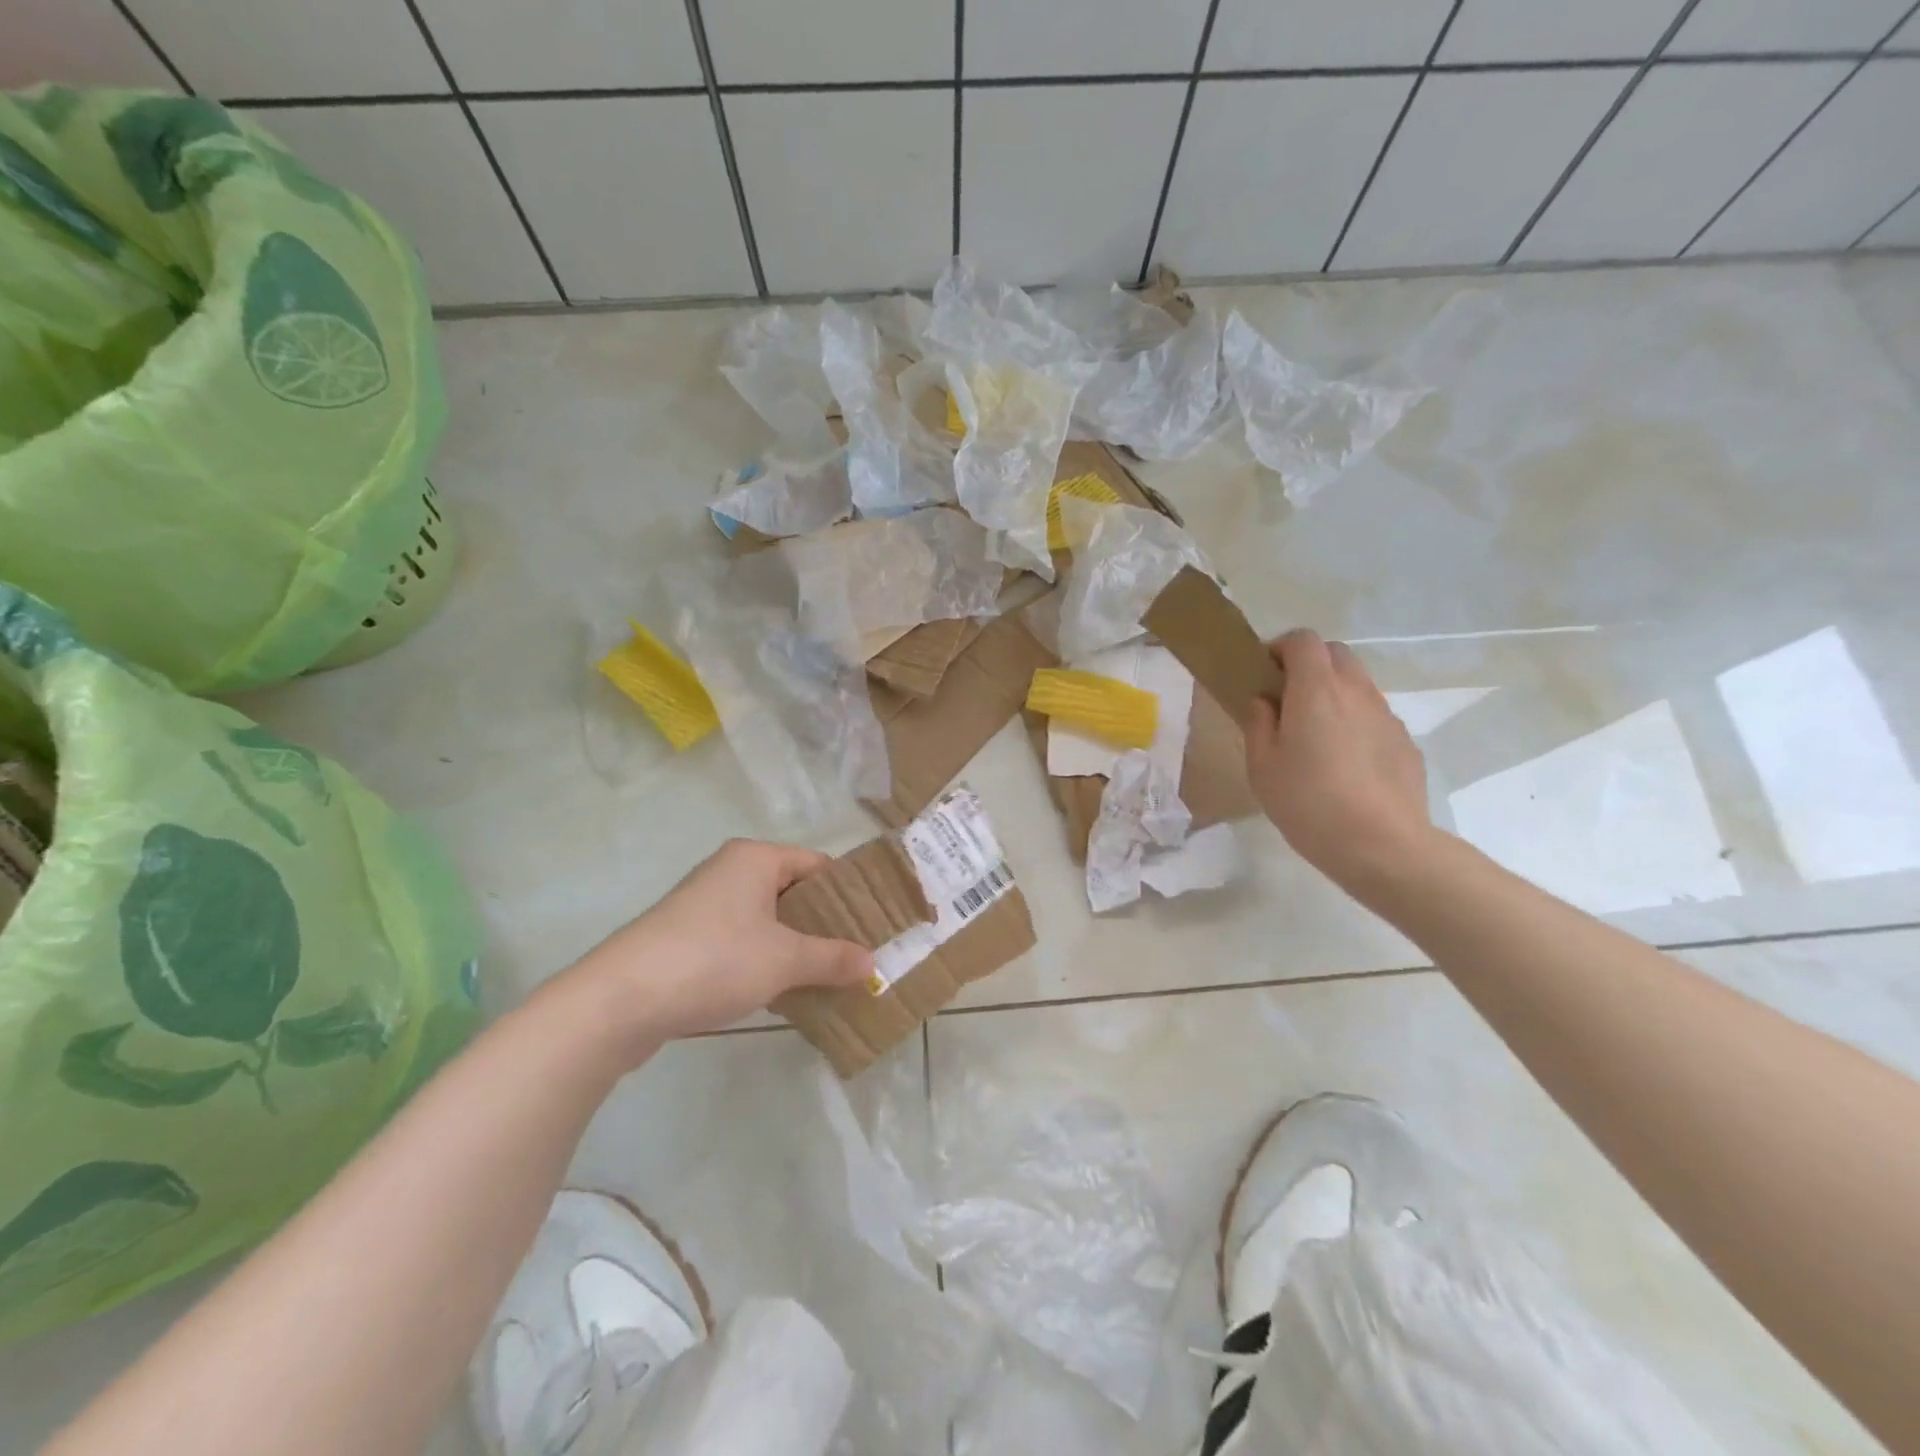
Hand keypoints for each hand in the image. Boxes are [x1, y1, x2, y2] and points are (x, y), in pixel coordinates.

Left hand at [553, 839, 872, 1058]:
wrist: (620, 1000)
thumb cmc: (714, 960)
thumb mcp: (784, 960)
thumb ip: (832, 958)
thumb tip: (871, 962)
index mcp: (755, 858)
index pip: (818, 865)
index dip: (849, 893)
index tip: (876, 924)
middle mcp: (730, 871)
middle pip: (793, 891)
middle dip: (825, 924)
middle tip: (858, 954)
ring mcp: (704, 904)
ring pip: (767, 919)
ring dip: (795, 946)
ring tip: (828, 975)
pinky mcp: (686, 938)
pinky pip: (741, 940)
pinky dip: (765, 959)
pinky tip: (783, 990)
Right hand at [1246, 630, 1434, 894]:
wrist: (1381, 845)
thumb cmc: (1308, 802)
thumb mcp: (1261, 766)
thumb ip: (1258, 723)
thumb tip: (1264, 701)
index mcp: (1316, 690)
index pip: (1303, 640)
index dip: (1280, 648)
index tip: (1264, 675)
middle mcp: (1356, 691)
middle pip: (1335, 654)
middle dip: (1309, 666)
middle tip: (1287, 702)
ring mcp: (1386, 715)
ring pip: (1357, 685)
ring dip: (1333, 694)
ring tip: (1315, 737)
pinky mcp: (1405, 742)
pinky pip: (1374, 716)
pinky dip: (1355, 723)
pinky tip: (1345, 765)